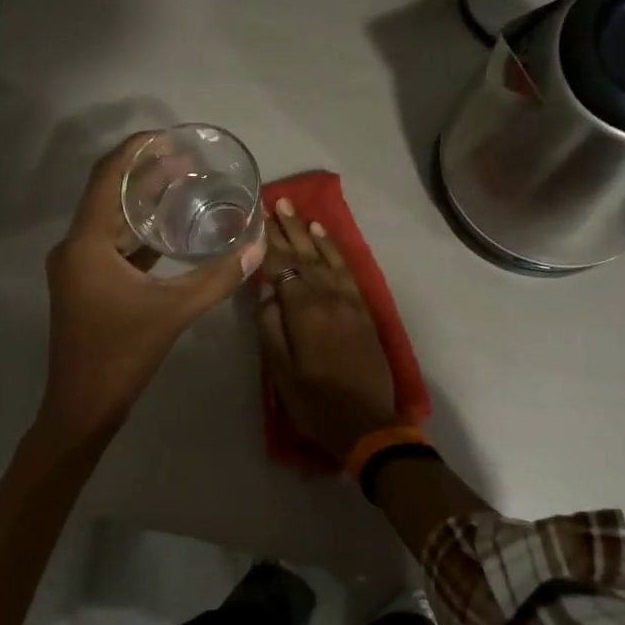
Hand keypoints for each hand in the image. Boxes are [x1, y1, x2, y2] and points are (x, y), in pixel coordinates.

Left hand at [39, 134, 264, 439]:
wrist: (83, 407)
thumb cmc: (121, 355)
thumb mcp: (173, 312)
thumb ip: (216, 278)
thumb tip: (257, 247)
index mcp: (85, 243)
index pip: (108, 178)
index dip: (136, 150)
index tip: (168, 136)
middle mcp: (75, 247)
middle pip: (109, 195)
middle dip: (145, 174)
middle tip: (187, 161)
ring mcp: (78, 267)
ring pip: (110, 220)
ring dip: (142, 202)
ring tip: (182, 185)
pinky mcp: (86, 284)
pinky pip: (112, 244)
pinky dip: (139, 232)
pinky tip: (169, 231)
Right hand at [256, 197, 400, 464]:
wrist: (367, 423)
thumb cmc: (315, 402)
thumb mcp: (280, 371)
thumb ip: (270, 326)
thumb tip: (265, 290)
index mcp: (304, 311)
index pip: (282, 267)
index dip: (269, 242)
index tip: (258, 218)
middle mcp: (328, 297)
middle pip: (304, 256)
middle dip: (289, 228)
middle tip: (276, 201)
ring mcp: (349, 301)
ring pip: (326, 258)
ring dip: (310, 233)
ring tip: (296, 210)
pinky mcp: (363, 309)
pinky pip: (347, 270)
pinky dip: (334, 251)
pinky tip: (325, 238)